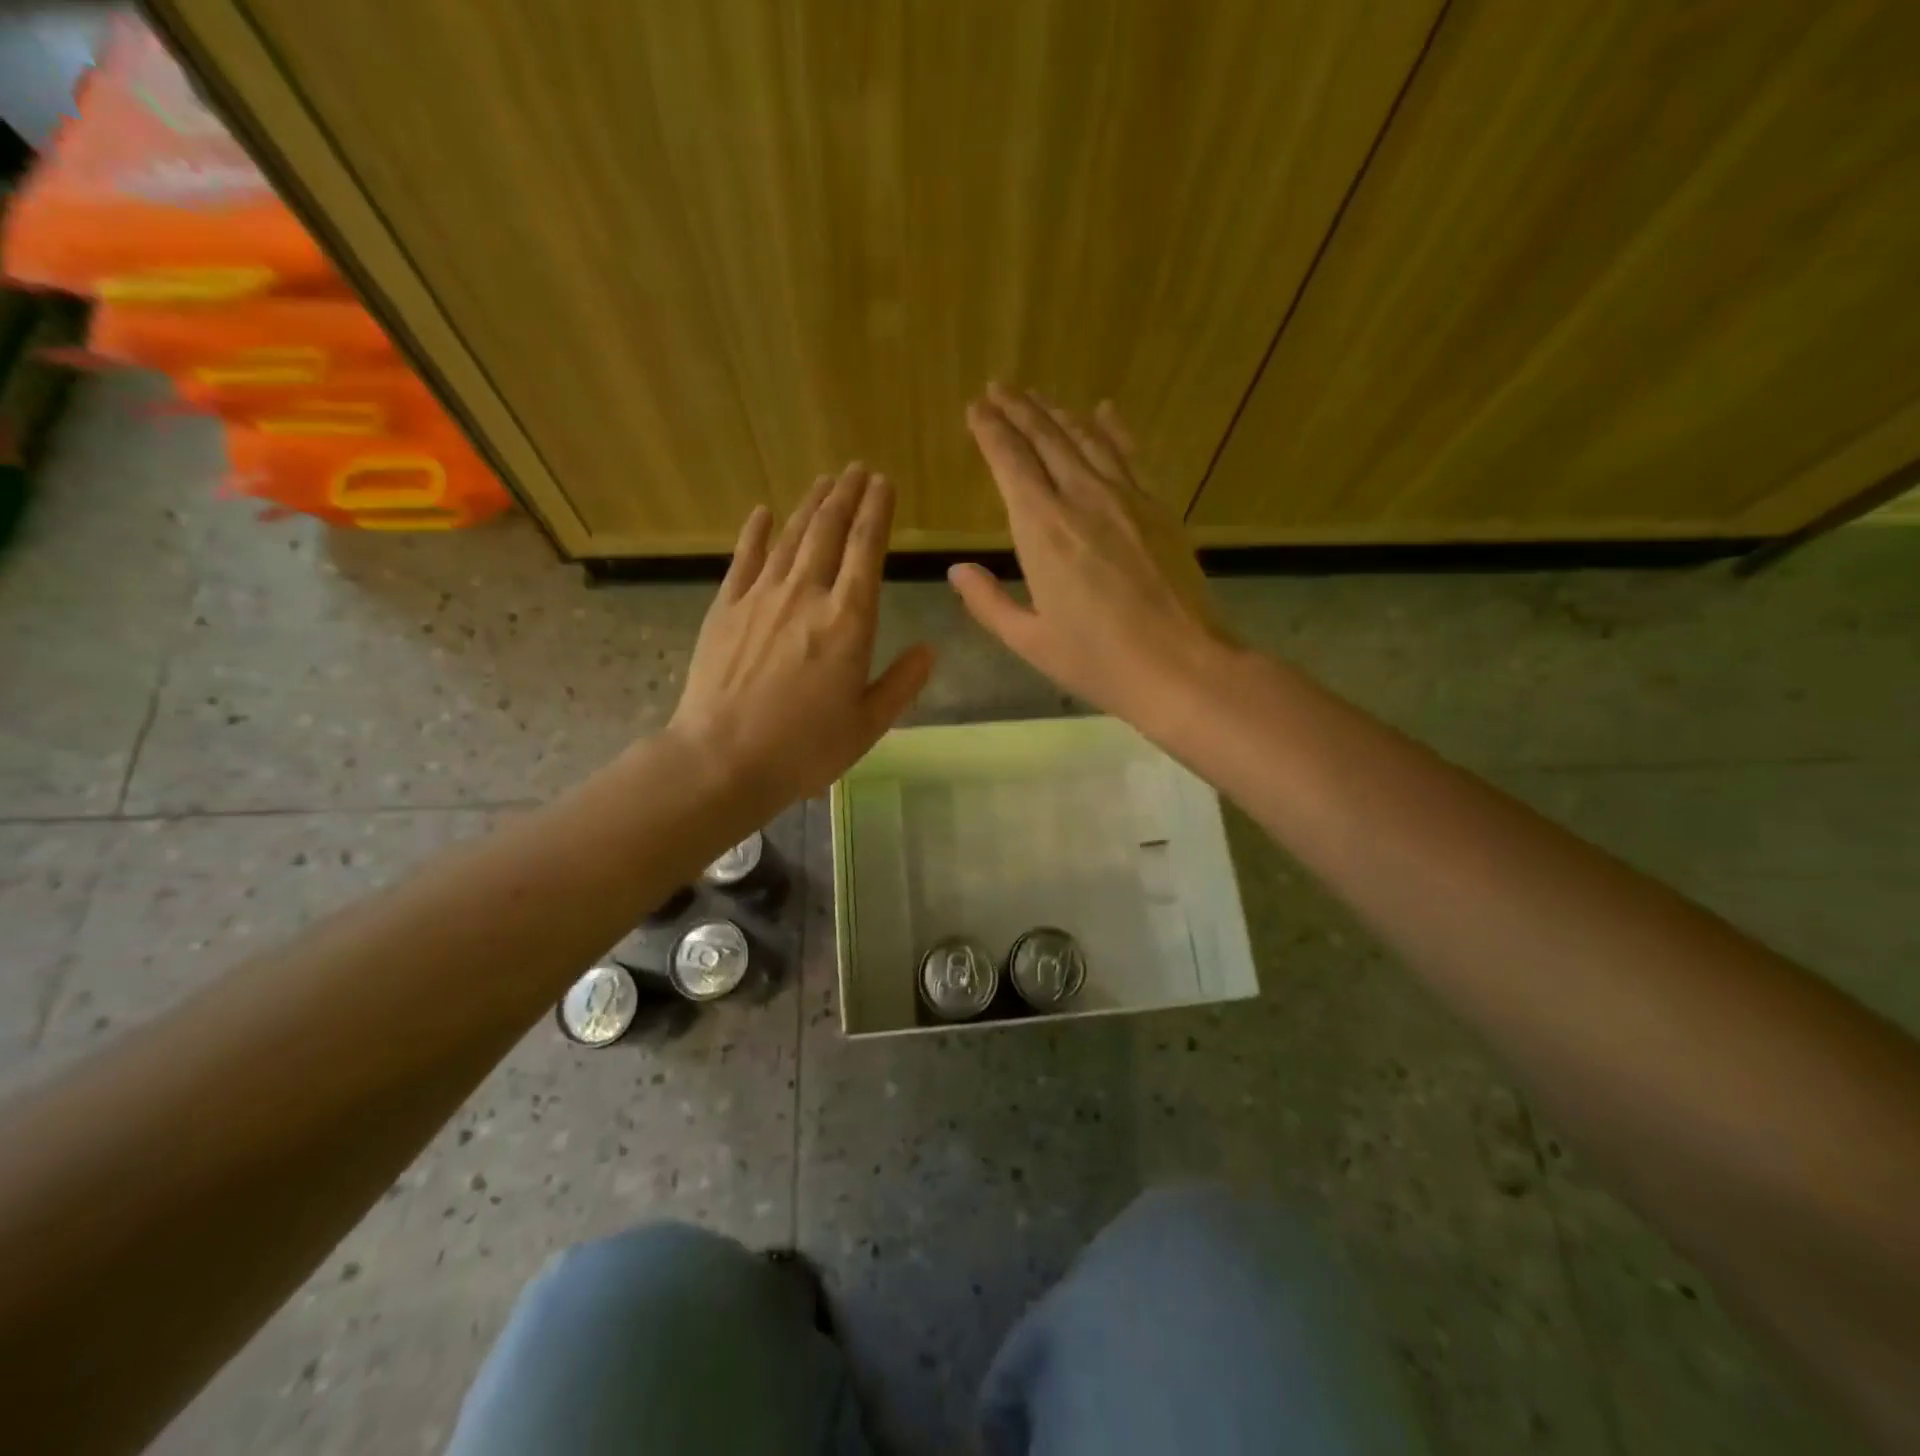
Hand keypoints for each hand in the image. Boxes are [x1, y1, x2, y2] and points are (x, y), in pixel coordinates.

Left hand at [667, 465, 933, 807]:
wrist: (723, 759)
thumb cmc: (804, 748)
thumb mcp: (868, 724)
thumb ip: (902, 683)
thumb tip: (930, 648)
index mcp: (849, 621)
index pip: (867, 550)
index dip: (877, 512)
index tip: (884, 483)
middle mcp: (806, 595)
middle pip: (829, 532)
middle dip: (846, 496)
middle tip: (857, 469)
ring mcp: (761, 597)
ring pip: (790, 537)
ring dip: (809, 505)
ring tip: (825, 481)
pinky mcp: (725, 608)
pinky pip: (744, 559)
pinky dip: (755, 532)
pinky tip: (762, 512)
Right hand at [948, 384, 1234, 731]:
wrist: (1183, 666)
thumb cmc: (1099, 662)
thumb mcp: (1030, 642)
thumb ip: (989, 603)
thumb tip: (957, 570)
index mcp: (1043, 531)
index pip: (1010, 463)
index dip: (990, 432)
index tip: (975, 409)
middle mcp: (1082, 499)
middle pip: (1046, 439)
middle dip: (1018, 410)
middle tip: (998, 388)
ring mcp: (1126, 499)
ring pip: (1086, 439)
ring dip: (1058, 413)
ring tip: (1037, 396)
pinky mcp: (1158, 508)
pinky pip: (1129, 455)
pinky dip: (1112, 429)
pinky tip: (1103, 411)